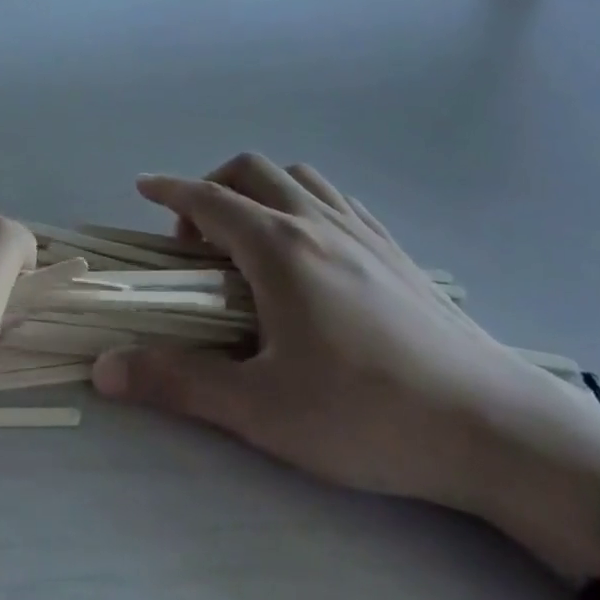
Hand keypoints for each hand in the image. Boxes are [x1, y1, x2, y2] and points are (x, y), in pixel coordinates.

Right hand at [92, 153, 560, 512]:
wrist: (494, 428)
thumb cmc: (367, 414)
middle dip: (211, 187)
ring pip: (298, 178)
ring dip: (259, 190)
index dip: (169, 189)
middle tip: (195, 239)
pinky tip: (309, 248)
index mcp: (278, 248)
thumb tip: (105, 369)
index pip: (209, 198)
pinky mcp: (396, 251)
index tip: (141, 186)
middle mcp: (317, 223)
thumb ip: (178, 383)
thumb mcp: (261, 409)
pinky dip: (303, 202)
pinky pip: (336, 200)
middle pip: (251, 172)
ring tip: (249, 238)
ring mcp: (363, 232)